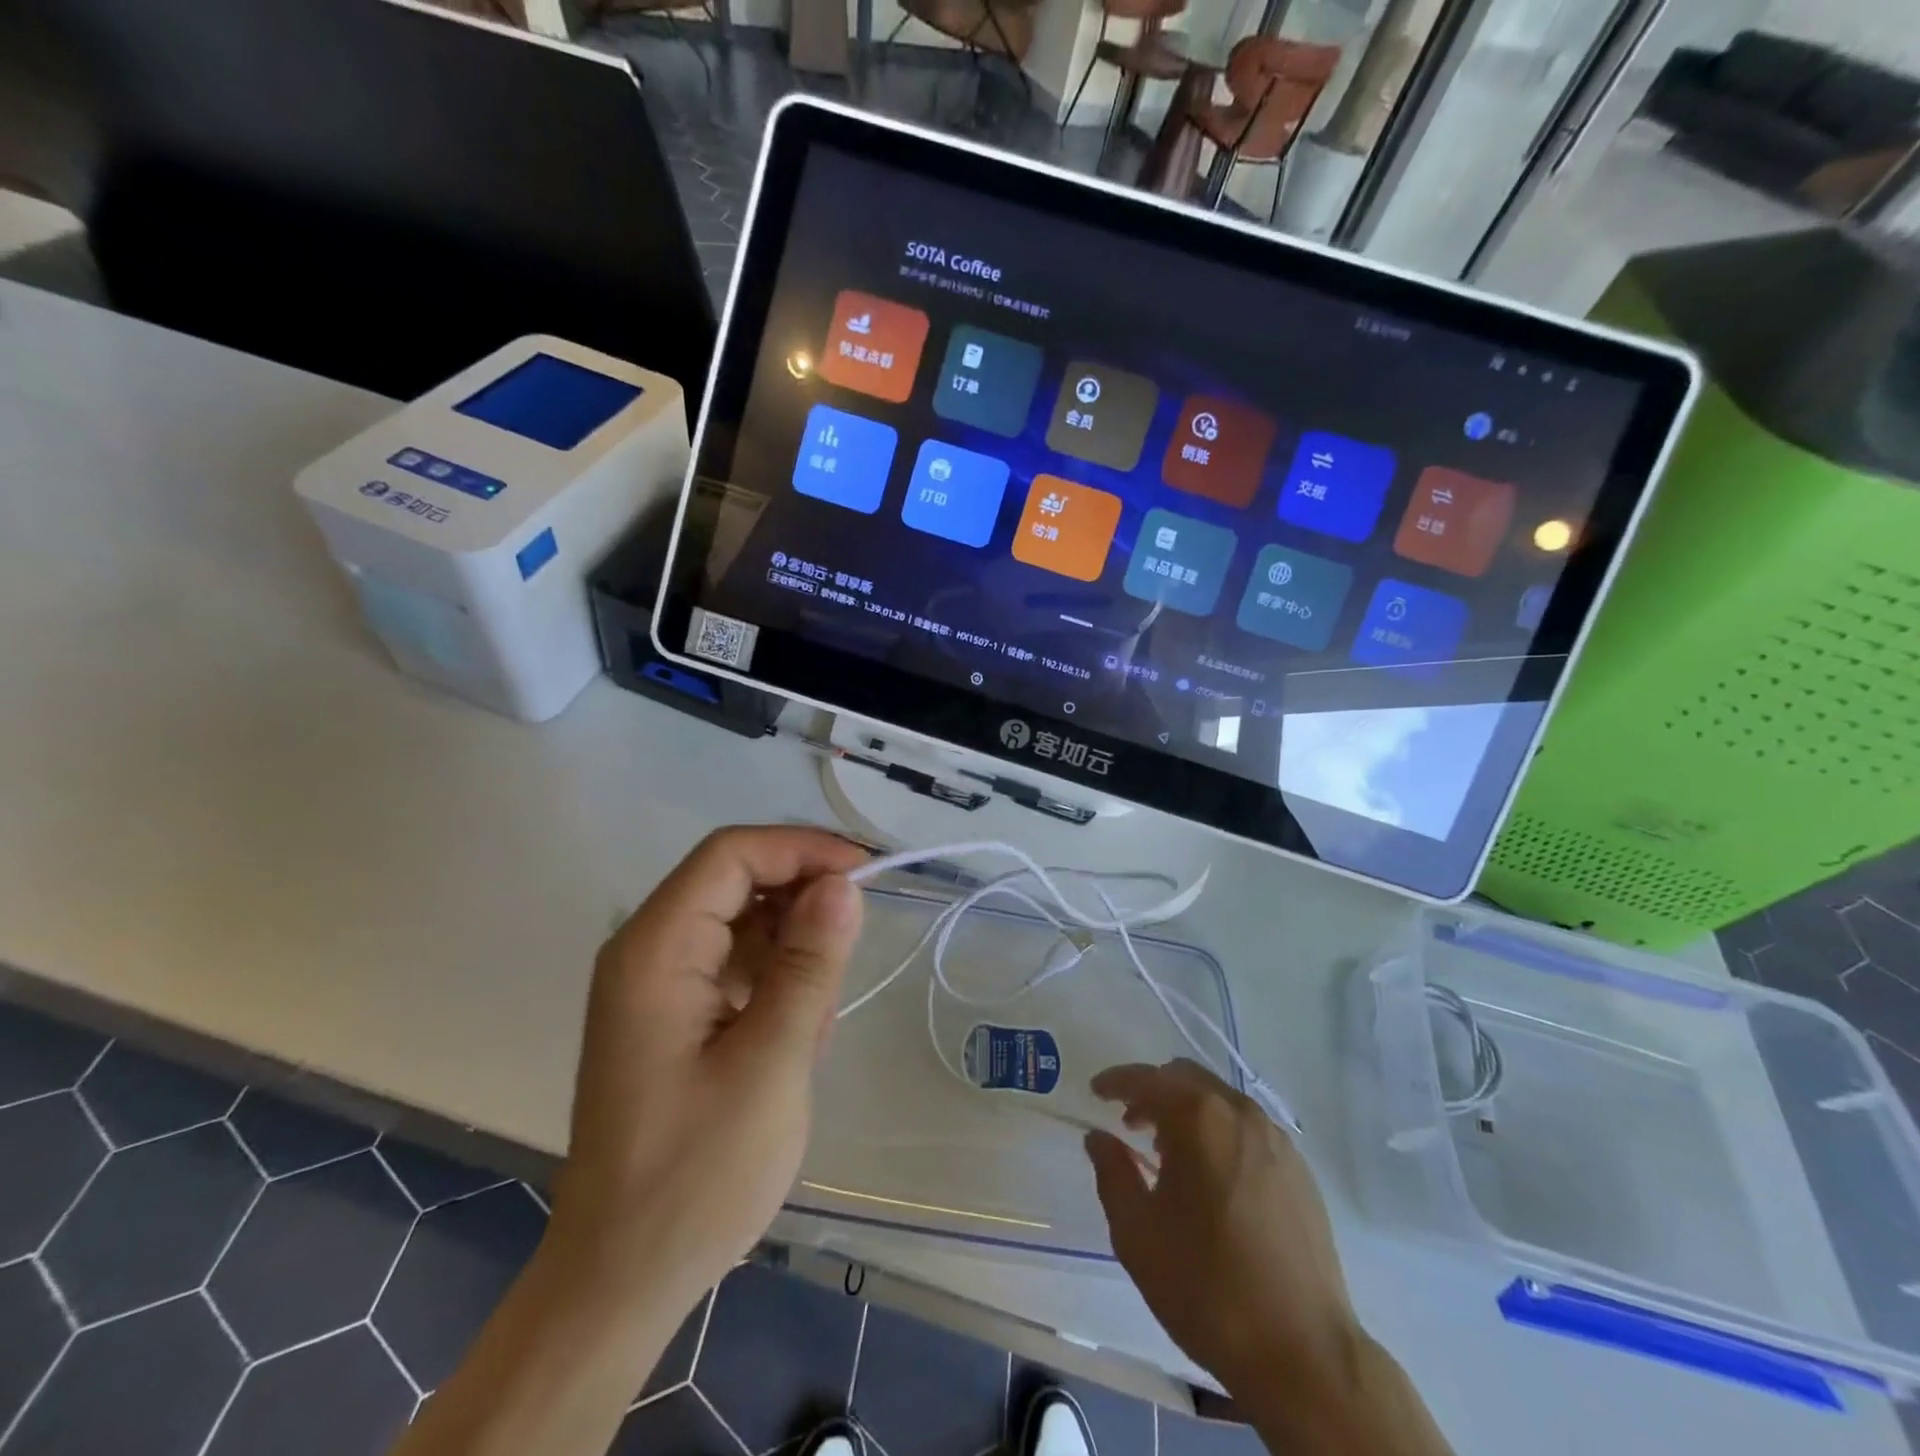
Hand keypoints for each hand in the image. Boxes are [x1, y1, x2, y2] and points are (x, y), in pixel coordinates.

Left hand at [545, 826, 867, 1319]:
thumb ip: (808, 966)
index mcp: (655, 950)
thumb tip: (844, 884)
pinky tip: (798, 1037)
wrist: (623, 1279)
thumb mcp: (771, 1064)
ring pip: (744, 923)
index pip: (731, 855)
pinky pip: (737, 964)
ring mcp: (659, 982)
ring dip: (794, 952)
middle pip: (736, 881)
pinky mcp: (674, 1013)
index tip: (865, 873)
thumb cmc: (696, 1176)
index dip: (801, 849)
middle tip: (851, 952)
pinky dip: (778, 983)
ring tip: (817, 1021)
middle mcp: (648, 950)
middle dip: (802, 901)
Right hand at [1085, 1059, 1359, 1398]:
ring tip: (1168, 1154)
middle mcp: (1241, 1114)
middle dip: (1153, 1093)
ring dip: (1188, 1112)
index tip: (1095, 1092)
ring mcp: (1277, 1140)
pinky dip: (1220, 1134)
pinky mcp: (1300, 1170)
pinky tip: (1212, 1179)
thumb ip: (1112, 1173)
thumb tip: (1100, 1138)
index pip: (1147, 1080)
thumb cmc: (1207, 1288)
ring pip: (1220, 1101)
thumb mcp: (1137, 1234)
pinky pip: (1248, 1130)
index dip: (1116, 1081)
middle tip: (1130, 1124)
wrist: (1304, 1355)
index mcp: (1200, 1119)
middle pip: (1186, 1079)